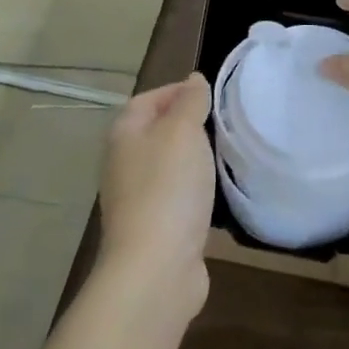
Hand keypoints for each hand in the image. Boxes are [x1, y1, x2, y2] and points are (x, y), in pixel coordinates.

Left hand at [98, 74, 214, 318]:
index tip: (210, 93)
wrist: (156, 268)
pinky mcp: (155, 229)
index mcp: (124, 135)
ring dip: (193, 160)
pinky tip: (217, 195)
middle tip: (222, 122)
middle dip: (186, 125)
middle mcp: (124, 164)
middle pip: (155, 132)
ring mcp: (137, 199)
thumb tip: (193, 80)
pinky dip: (196, 192)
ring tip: (224, 154)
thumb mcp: (183, 132)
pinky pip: (177, 198)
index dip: (175, 91)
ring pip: (167, 167)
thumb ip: (190, 102)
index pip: (146, 100)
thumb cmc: (168, 188)